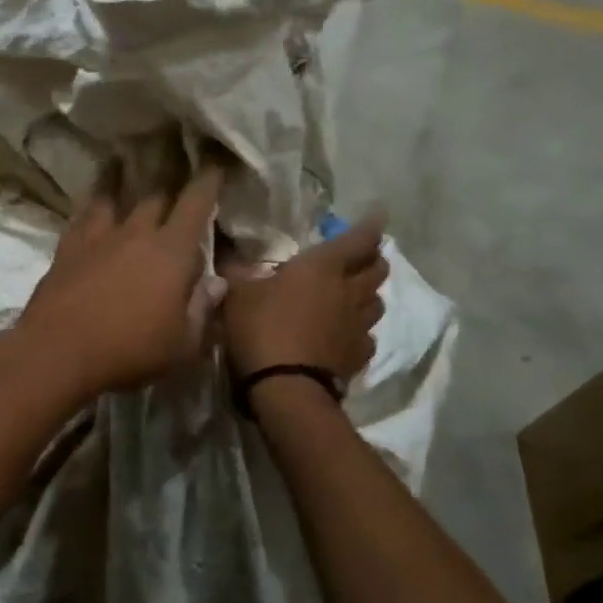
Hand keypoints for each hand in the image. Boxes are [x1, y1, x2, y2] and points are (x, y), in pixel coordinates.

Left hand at [16, 164, 227, 397]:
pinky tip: (91, 201)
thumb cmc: (130, 351)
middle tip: (175, 169)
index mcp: (172, 251)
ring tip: (122, 161)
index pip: (196, 203)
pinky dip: (91, 203)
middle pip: (156, 196)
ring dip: (121, 179)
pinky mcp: (68, 247)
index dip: (208, 180)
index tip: (215, 161)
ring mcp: (98, 237)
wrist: (58, 351)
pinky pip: (83, 215)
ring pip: (114, 196)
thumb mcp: (182, 344)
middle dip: (170, 183)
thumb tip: (217, 283)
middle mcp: (137, 233)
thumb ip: (202, 310)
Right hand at [220, 216, 388, 382]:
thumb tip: (223, 245)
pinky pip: (368, 336)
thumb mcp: (236, 293)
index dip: (370, 225)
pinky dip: (360, 331)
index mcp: (323, 267)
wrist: (286, 388)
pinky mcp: (359, 356)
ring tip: (354, 294)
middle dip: (373, 259)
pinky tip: (346, 334)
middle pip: (378, 269)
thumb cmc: (262, 329)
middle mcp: (350, 291)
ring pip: (377, 302)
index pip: (359, 239)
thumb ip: (234, 268)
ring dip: (369, 294)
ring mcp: (359, 326)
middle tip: (361, 256)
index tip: (379, 214)